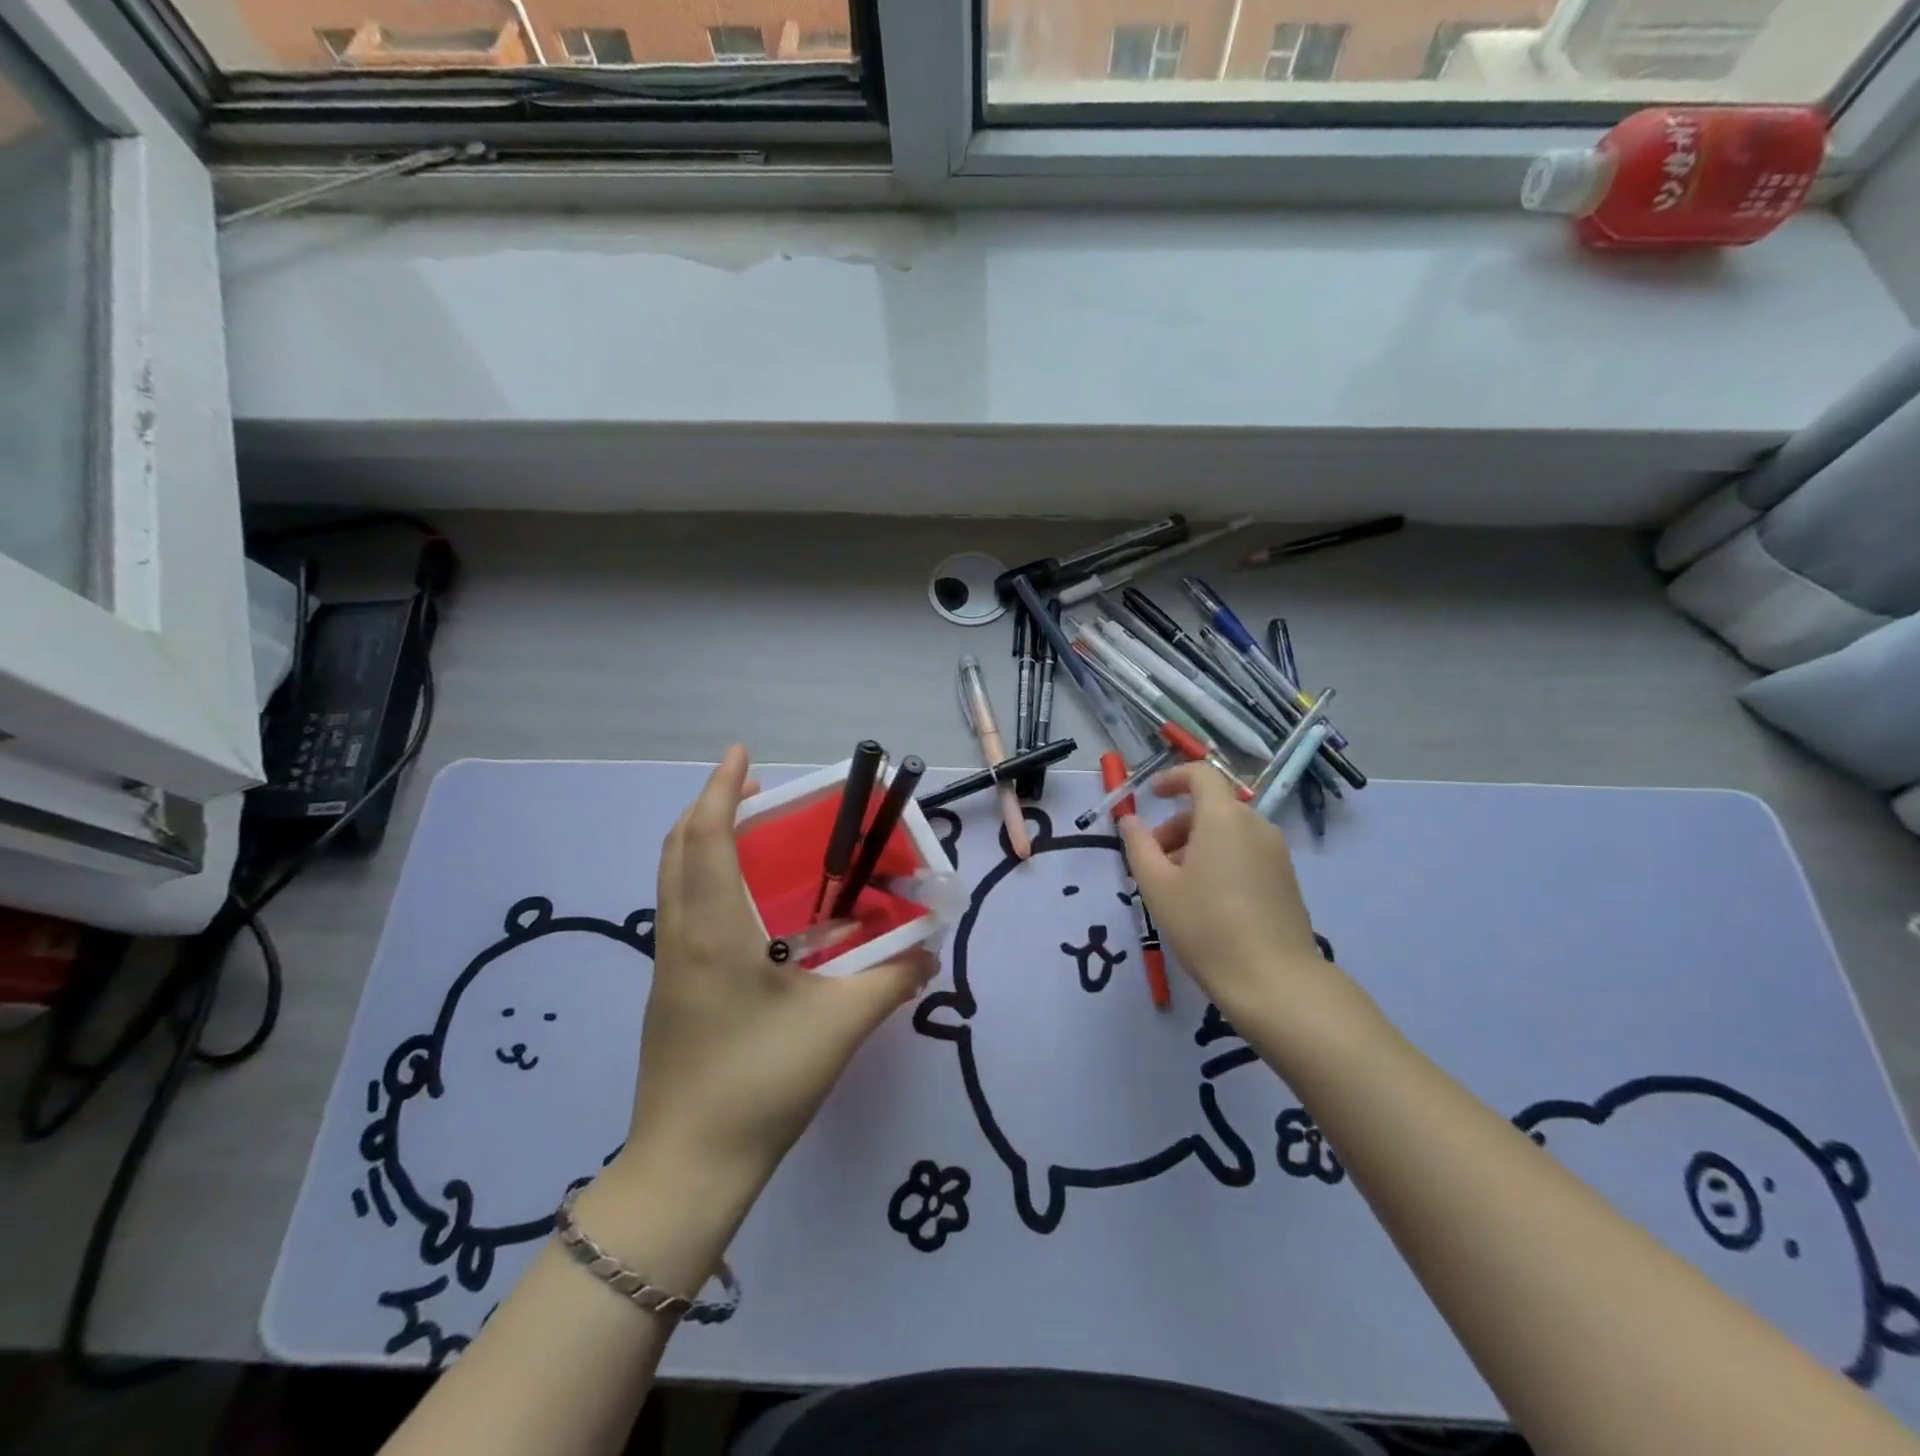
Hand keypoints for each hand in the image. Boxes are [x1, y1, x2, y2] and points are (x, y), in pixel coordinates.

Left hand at [617, 747, 935, 1200]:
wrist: (689, 1168)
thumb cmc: (762, 1084)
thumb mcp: (840, 1028)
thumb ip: (891, 981)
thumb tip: (929, 952)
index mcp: (715, 932)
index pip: (706, 839)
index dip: (718, 789)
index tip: (739, 754)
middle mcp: (682, 937)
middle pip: (678, 850)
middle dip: (709, 808)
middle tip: (755, 794)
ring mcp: (668, 966)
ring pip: (673, 881)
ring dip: (703, 844)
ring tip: (752, 838)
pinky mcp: (669, 992)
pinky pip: (680, 911)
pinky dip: (704, 881)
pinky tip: (748, 908)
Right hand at [1118, 762, 1337, 1018]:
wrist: (1274, 981)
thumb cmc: (1206, 926)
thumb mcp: (1157, 886)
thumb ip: (1139, 845)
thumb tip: (1130, 820)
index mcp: (1223, 818)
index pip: (1201, 775)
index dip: (1173, 778)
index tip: (1150, 796)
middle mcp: (1255, 825)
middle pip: (1212, 807)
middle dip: (1177, 824)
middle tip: (1153, 860)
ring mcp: (1276, 852)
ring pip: (1228, 832)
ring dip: (1196, 844)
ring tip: (1176, 886)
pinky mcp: (1286, 878)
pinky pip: (1245, 852)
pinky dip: (1220, 859)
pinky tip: (1206, 900)